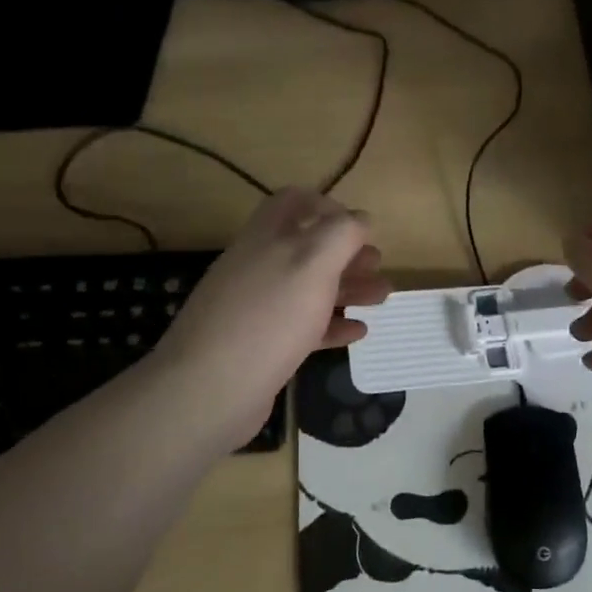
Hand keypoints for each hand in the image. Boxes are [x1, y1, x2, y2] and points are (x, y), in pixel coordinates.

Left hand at [154, 188, 389, 446]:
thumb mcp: (313, 262)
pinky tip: (357, 332)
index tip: (360, 227)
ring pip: (308, 288)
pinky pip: (302, 327)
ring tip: (382, 296)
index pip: (294, 201)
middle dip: (346, 252)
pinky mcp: (260, 345)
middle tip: (377, 264)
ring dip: (347, 287)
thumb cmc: (268, 317)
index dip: (328, 206)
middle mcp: (258, 265)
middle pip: (307, 247)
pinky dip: (331, 325)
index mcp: (267, 236)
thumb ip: (341, 234)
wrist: (210, 389)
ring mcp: (256, 307)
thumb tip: (361, 219)